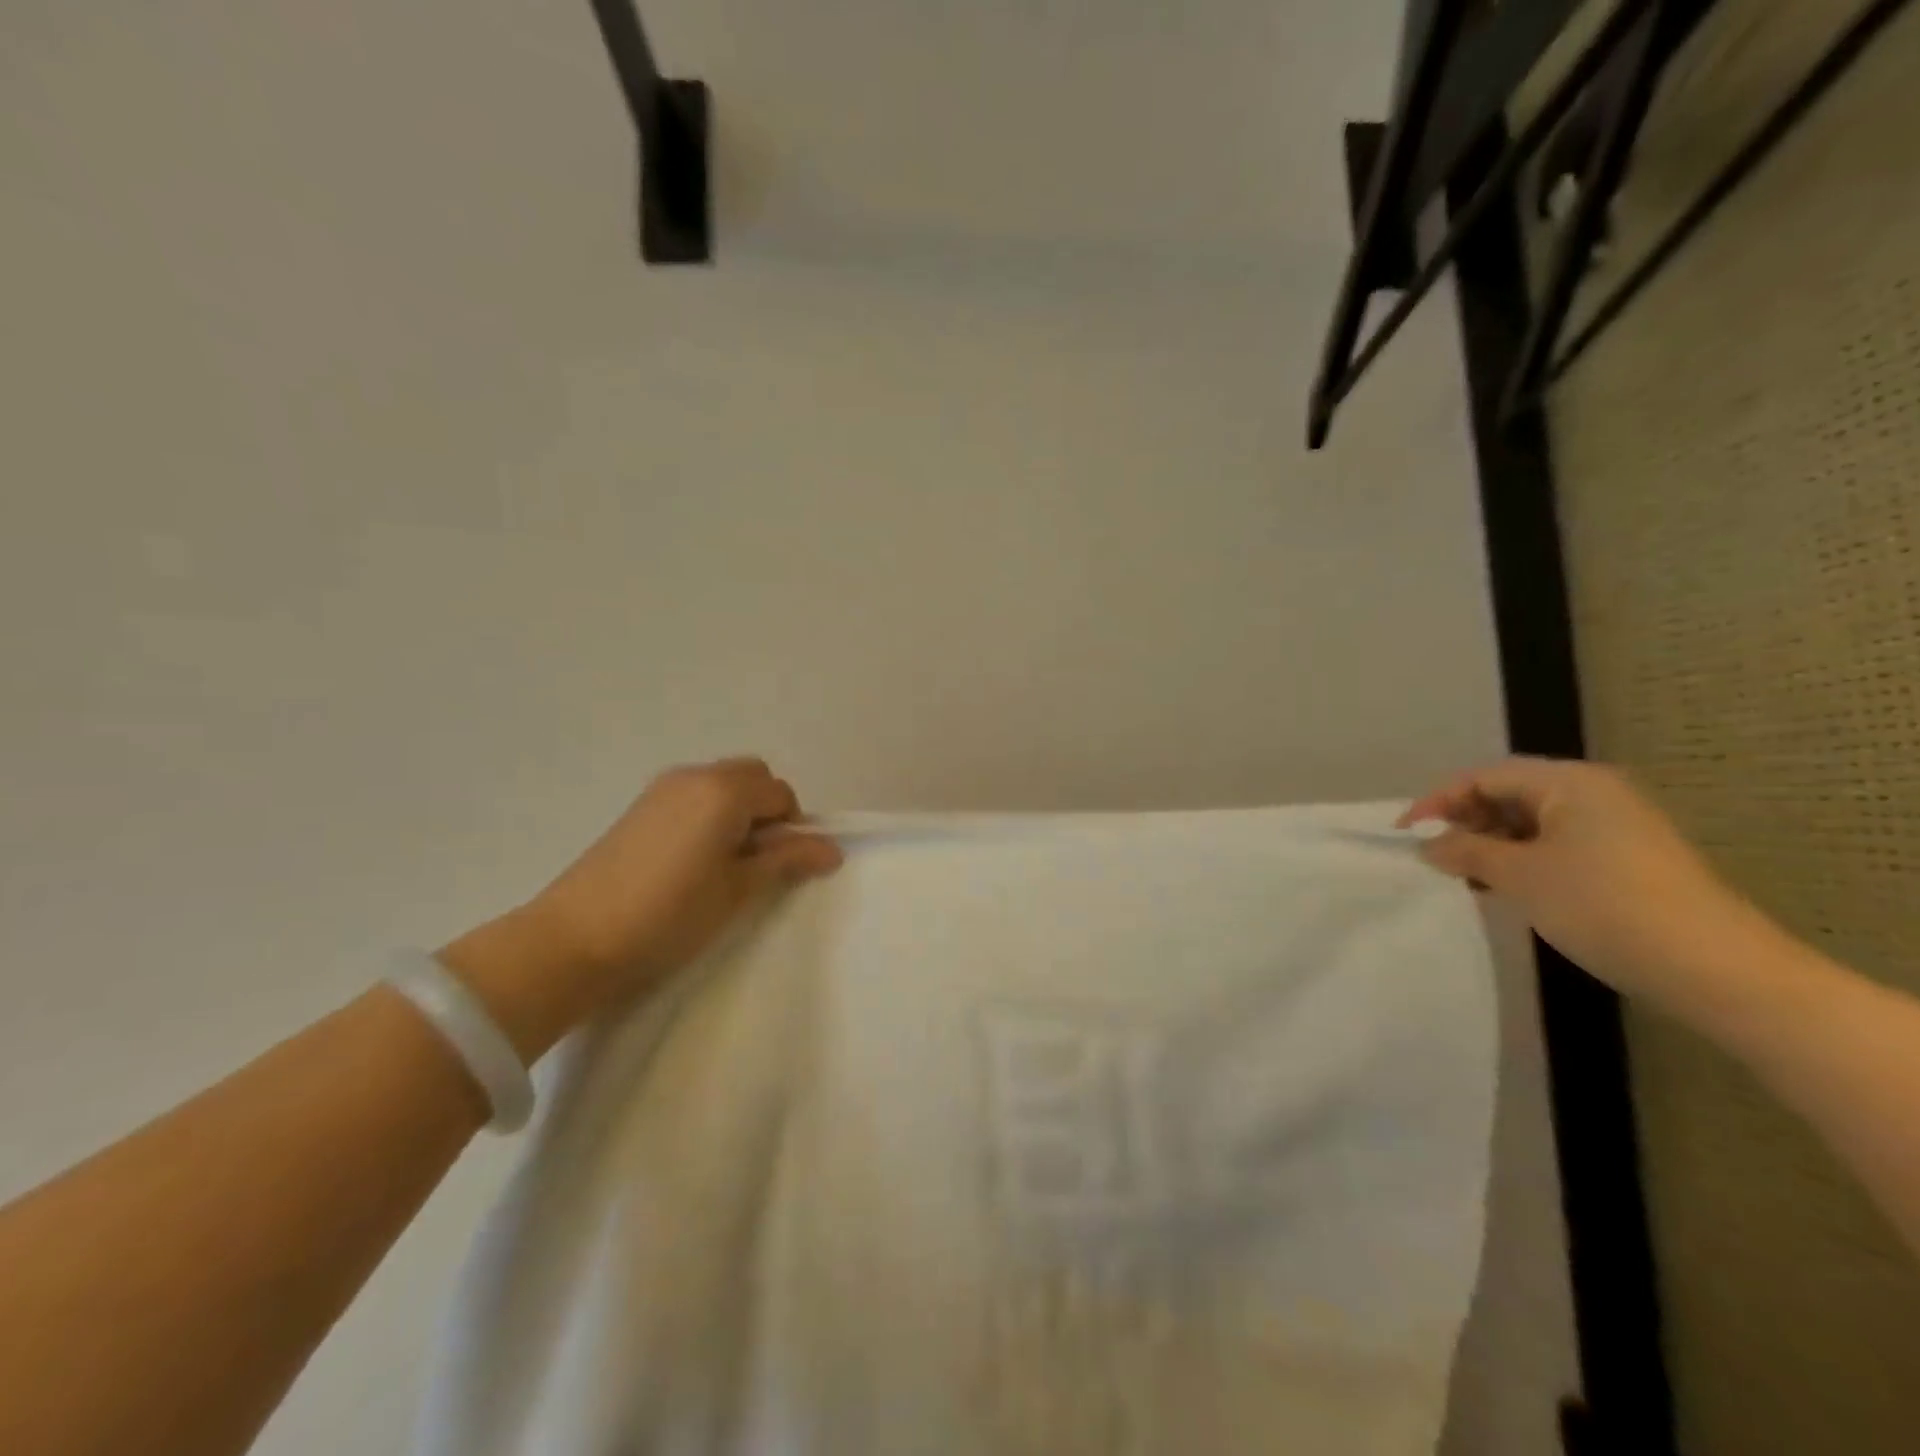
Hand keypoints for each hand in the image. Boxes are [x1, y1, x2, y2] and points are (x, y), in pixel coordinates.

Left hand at [441, 758, 842, 1059]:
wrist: (573, 939)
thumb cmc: (669, 915)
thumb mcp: (737, 890)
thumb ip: (785, 860)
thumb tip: (832, 849)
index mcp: (724, 790)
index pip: (781, 794)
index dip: (792, 828)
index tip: (781, 867)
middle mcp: (695, 776)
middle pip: (753, 777)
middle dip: (768, 811)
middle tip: (757, 861)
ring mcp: (662, 788)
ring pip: (722, 784)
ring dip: (738, 812)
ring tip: (725, 864)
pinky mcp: (640, 807)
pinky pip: (693, 796)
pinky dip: (709, 815)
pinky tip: (693, 861)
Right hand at [1399, 758, 1758, 1006]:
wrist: (1716, 971)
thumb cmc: (1605, 907)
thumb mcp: (1520, 876)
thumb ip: (1465, 851)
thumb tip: (1427, 845)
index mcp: (1570, 783)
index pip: (1484, 776)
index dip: (1438, 801)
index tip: (1405, 835)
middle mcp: (1593, 794)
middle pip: (1508, 794)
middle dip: (1464, 822)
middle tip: (1433, 857)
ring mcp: (1614, 827)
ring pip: (1530, 823)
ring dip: (1490, 845)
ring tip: (1461, 877)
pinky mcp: (1624, 860)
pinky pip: (1555, 846)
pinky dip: (1520, 861)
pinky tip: (1503, 889)